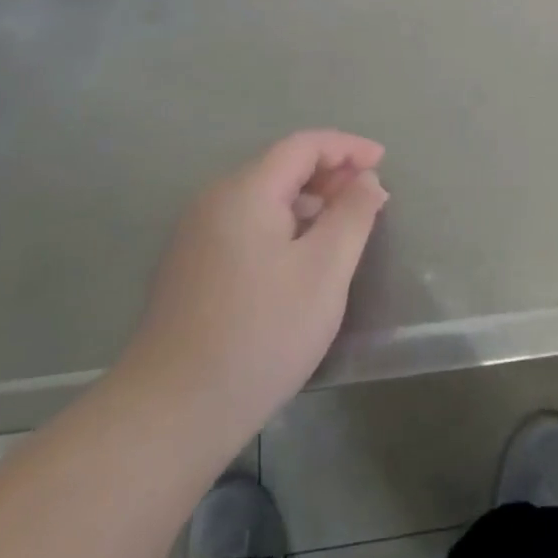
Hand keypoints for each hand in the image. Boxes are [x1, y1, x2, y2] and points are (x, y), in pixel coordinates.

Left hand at [114, 131, 387, 448]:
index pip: (303, 145)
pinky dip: (284, 226)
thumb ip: (352, 214)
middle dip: (330, 174)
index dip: (348, 147)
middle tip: (371, 199)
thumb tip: (366, 179)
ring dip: (309, 201)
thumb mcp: (325, 270)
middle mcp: (214, 201)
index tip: (384, 161)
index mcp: (244, 191)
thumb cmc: (261, 333)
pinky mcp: (192, 267)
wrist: (173, 412)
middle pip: (281, 167)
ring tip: (345, 228)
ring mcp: (197, 235)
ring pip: (264, 198)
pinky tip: (303, 257)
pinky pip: (247, 225)